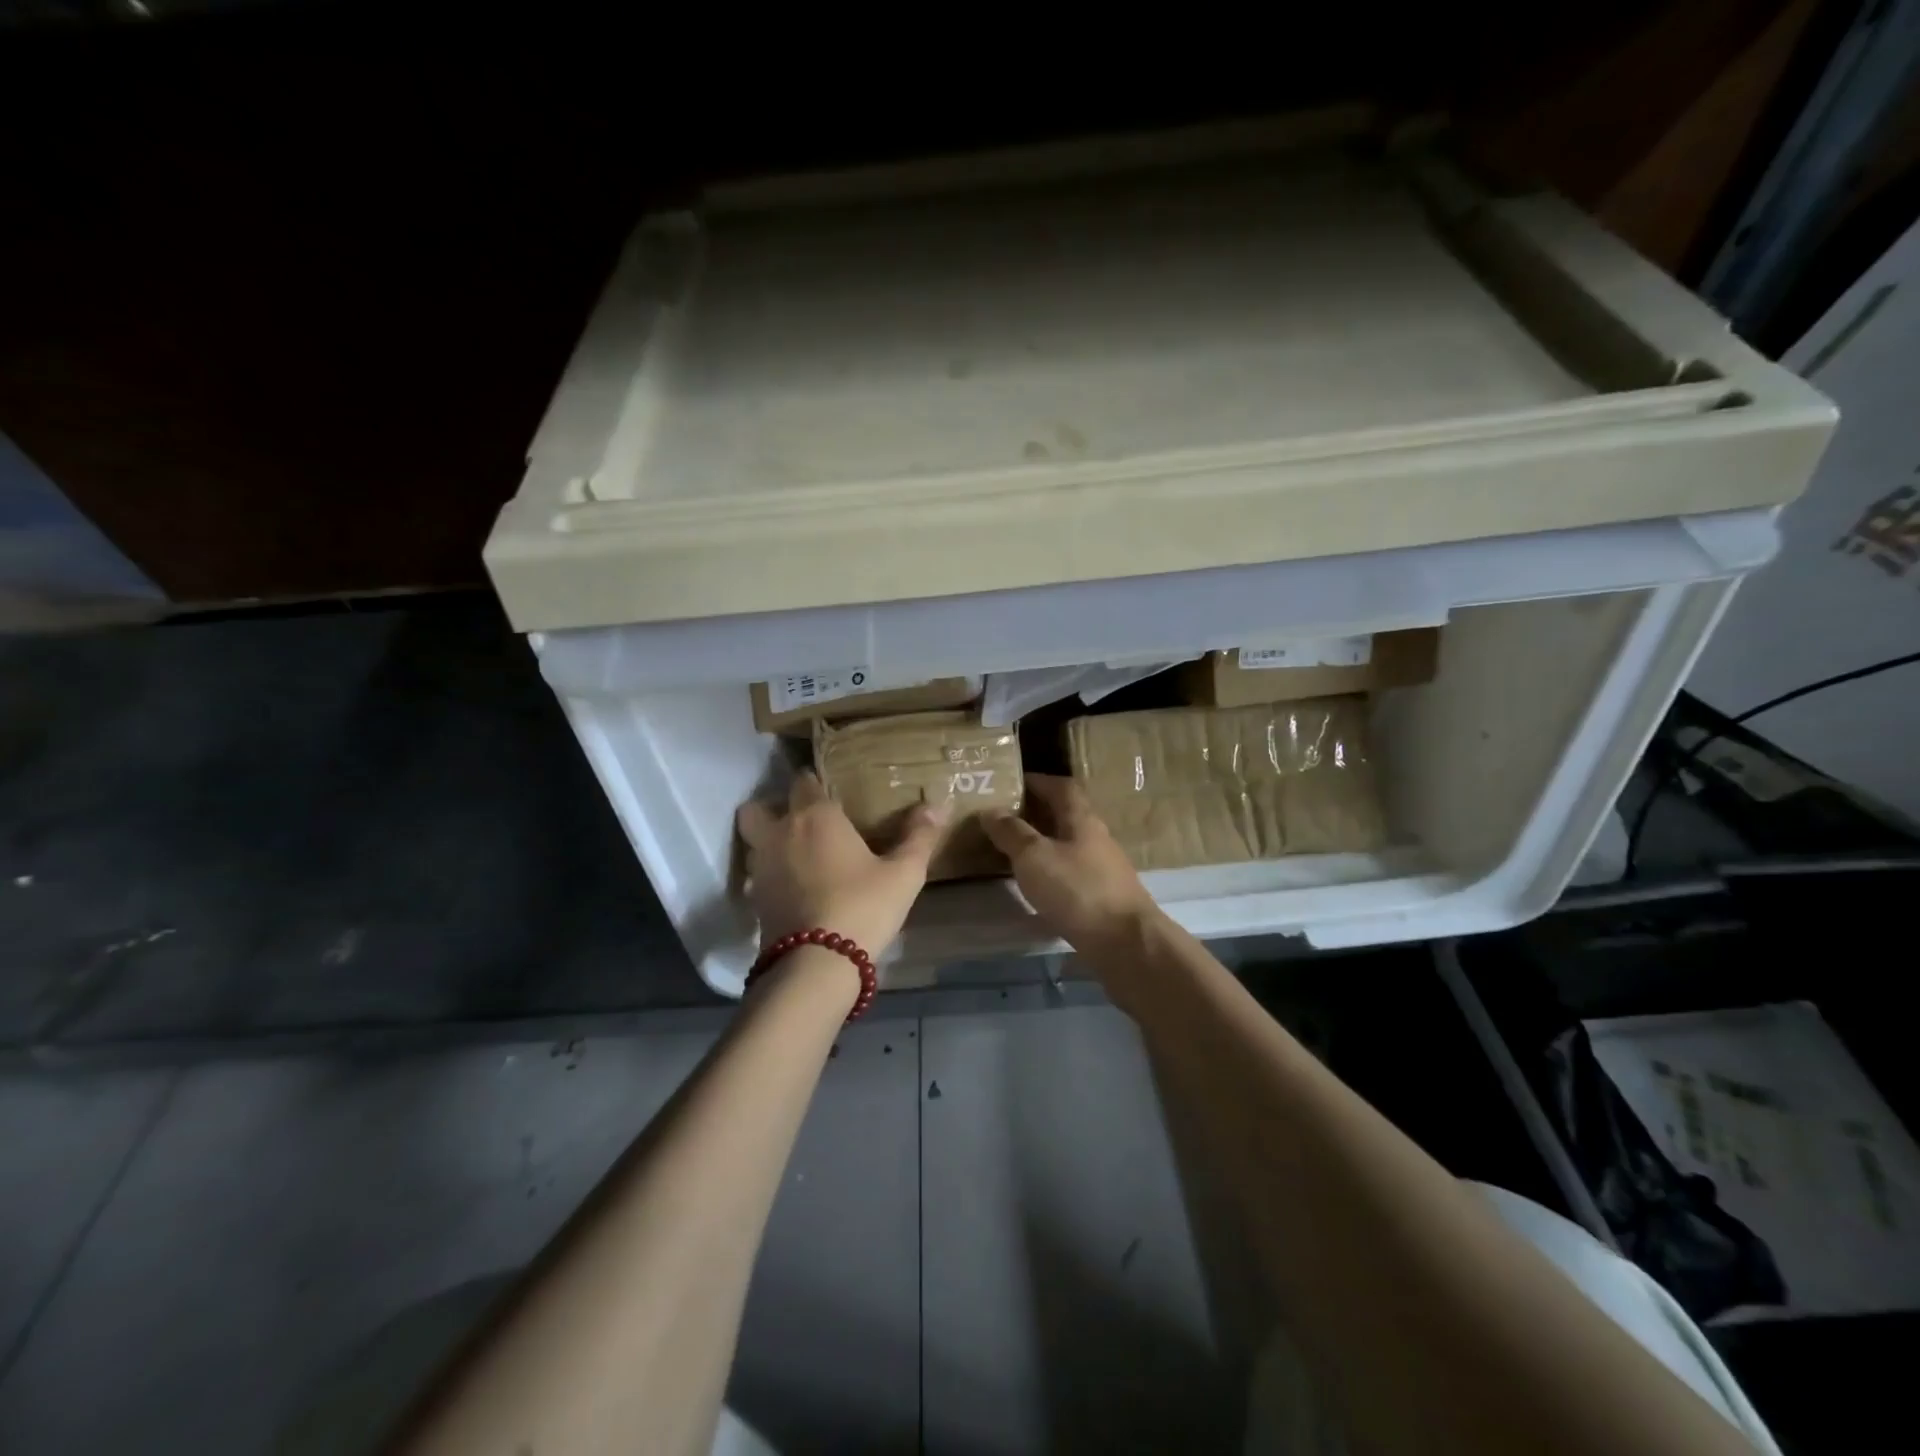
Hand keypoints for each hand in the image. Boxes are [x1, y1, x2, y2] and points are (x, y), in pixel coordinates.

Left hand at [737, 770, 946, 957]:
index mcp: (814, 817)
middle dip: (773, 807)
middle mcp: (779, 834)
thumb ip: (919, 837)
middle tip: (802, 820)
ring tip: (797, 854)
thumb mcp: (903, 873)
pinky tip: (794, 888)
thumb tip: (936, 806)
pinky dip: (770, 875)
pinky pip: (756, 874)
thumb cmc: (862, 906)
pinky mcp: (754, 900)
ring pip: (753, 841)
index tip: (830, 789)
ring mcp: (761, 868)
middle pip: (758, 807)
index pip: (803, 781)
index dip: (814, 781)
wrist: (816, 965)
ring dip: (769, 842)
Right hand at [982, 775, 1158, 951]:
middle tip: (1006, 816)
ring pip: (1069, 844)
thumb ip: (1011, 832)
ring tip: (1014, 850)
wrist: (1125, 942)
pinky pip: (1073, 871)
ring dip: (1044, 842)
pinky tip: (1037, 883)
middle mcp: (1096, 837)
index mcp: (1082, 819)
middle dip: (1038, 812)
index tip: (1013, 783)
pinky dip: (1052, 869)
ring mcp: (1103, 868)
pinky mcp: (1104, 896)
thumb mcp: (1034, 857)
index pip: (1061, 787)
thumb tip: (990, 810)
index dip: (1038, 781)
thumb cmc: (1077, 890)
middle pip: (1066, 815)